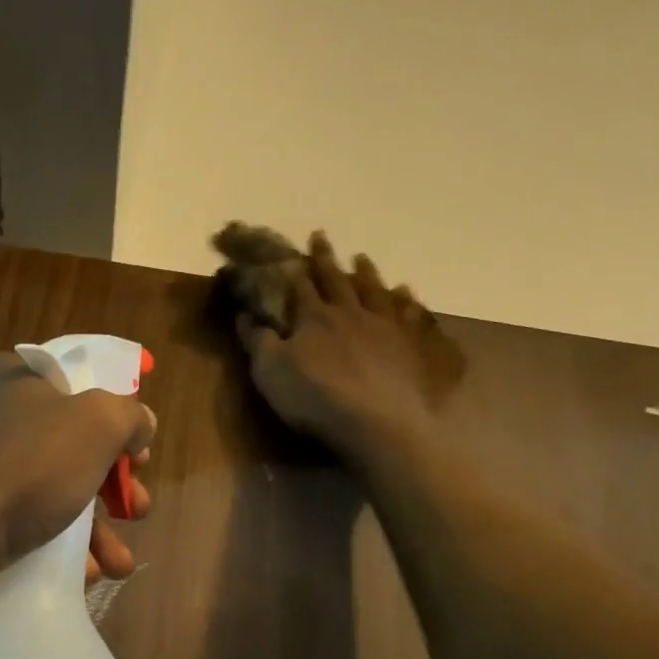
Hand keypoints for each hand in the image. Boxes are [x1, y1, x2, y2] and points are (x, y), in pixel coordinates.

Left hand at [0, 352, 155, 589]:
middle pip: (69, 445)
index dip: (115, 416)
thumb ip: (128, 416)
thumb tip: (141, 423)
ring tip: (119, 563)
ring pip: (49, 492)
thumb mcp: (96, 424)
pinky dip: (56, 549)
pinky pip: (22, 525)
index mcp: (10, 379)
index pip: (75, 385)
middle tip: (136, 509)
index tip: (138, 452)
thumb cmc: (24, 467)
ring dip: (94, 530)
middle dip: (112, 485)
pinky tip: (82, 574)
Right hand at [237, 233, 461, 460]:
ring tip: (363, 259)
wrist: (376, 422)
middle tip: (322, 236)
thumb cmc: (315, 398)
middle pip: (337, 280)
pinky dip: (408, 302)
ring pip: (375, 291)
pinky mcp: (413, 346)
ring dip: (367, 273)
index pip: (301, 287)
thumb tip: (245, 314)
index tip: (293, 250)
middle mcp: (351, 313)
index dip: (295, 269)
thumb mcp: (270, 372)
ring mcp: (386, 327)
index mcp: (314, 318)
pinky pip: (411, 316)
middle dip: (326, 260)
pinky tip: (408, 294)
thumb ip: (258, 341)